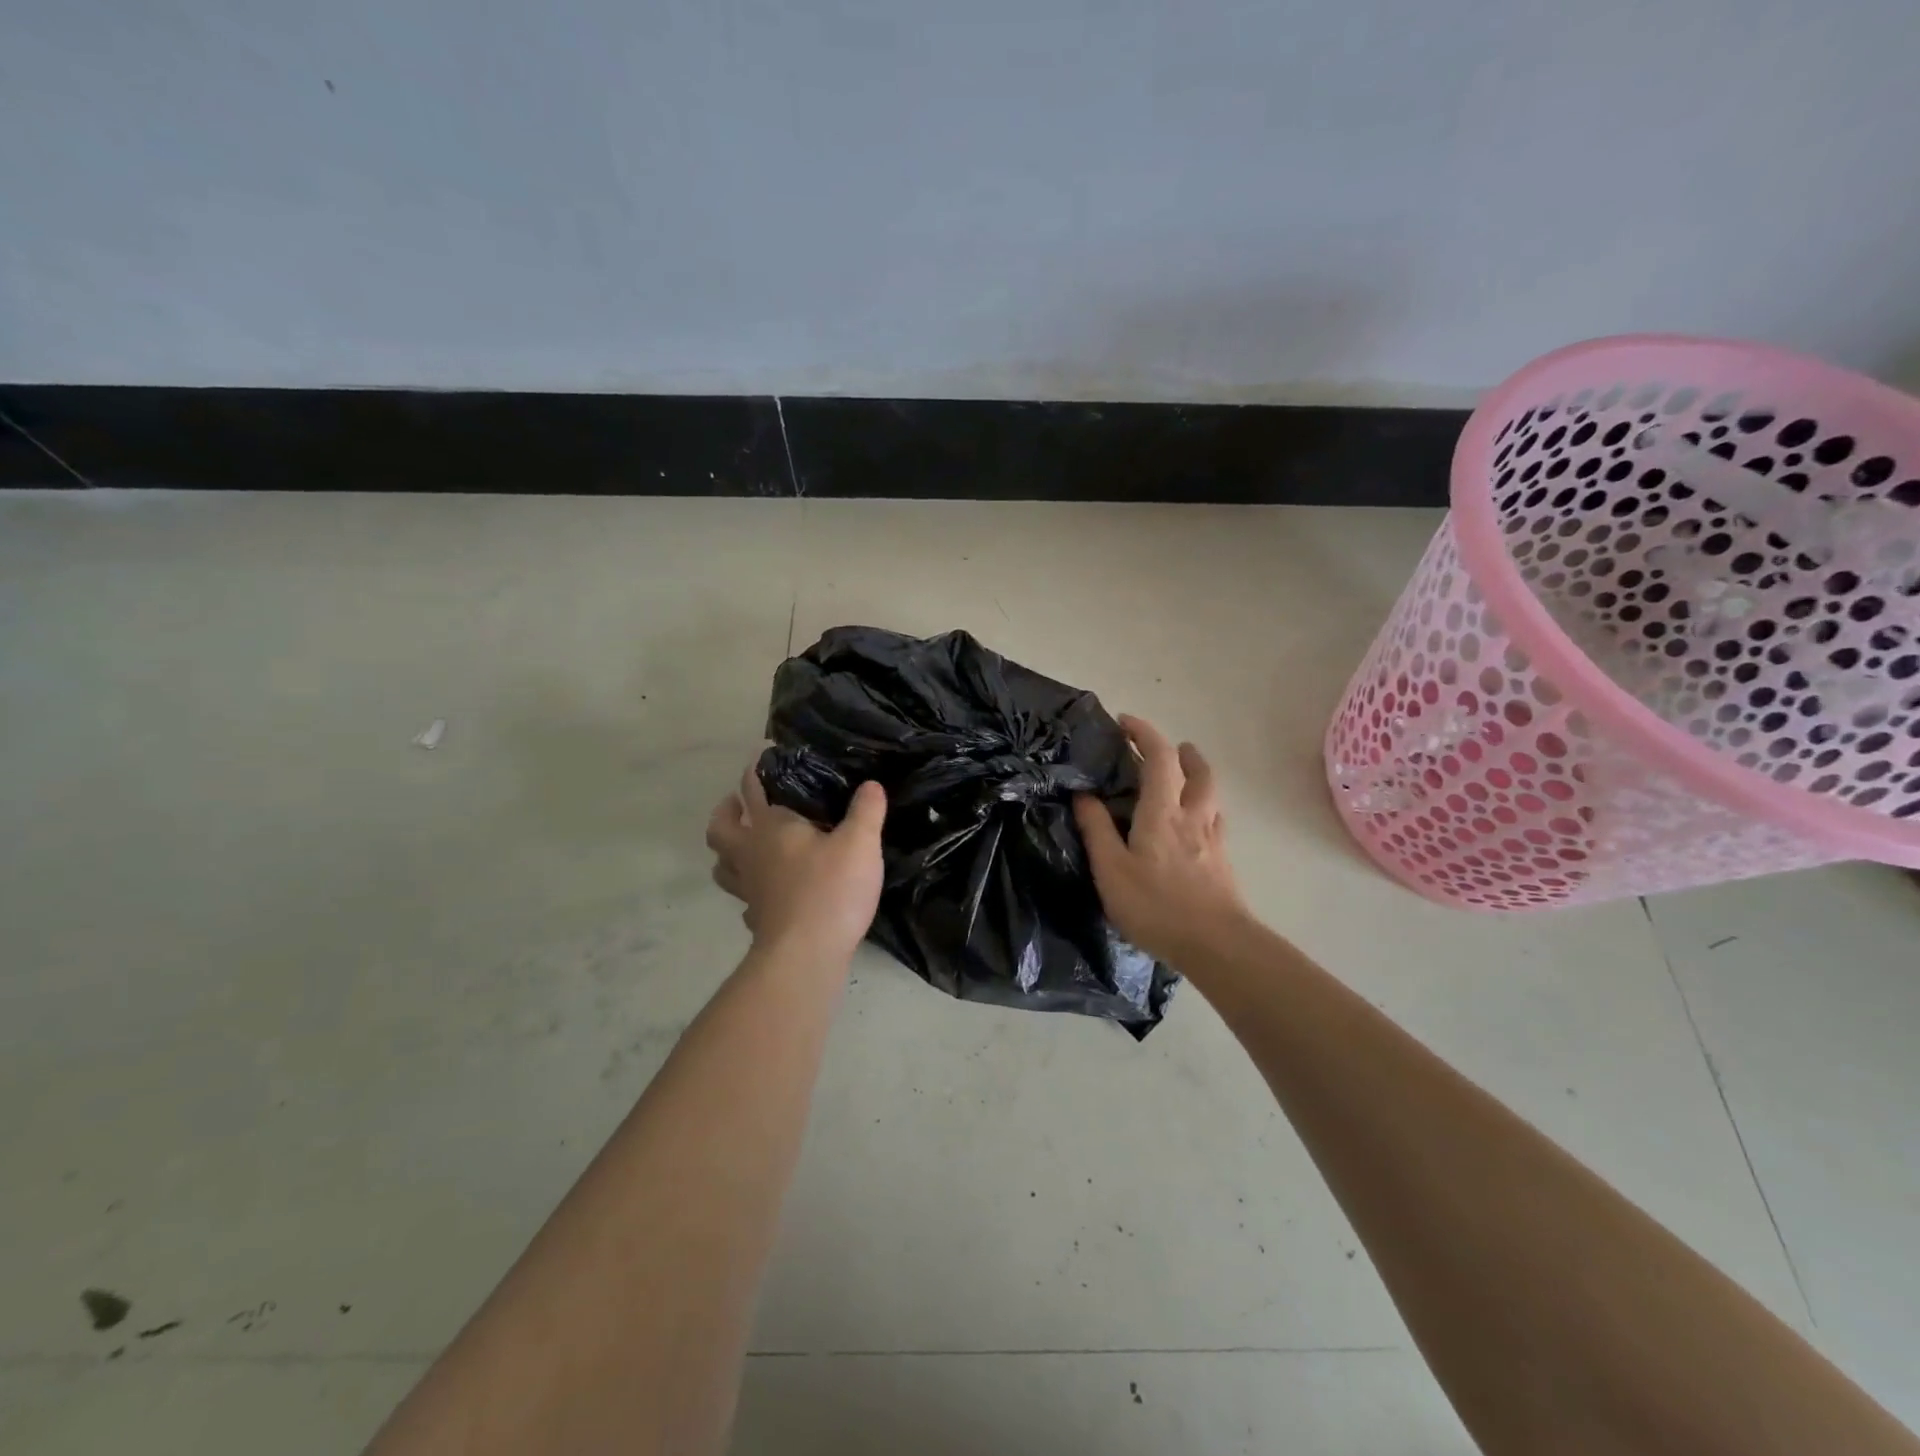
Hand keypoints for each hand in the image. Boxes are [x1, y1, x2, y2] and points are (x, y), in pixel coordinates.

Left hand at [706, 762, 886, 963]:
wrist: (806, 955)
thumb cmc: (831, 890)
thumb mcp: (860, 844)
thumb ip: (866, 811)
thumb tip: (871, 785)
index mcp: (772, 828)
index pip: (754, 790)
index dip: (755, 772)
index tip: (760, 759)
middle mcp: (751, 854)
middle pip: (721, 828)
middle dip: (726, 811)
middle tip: (738, 803)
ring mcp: (749, 889)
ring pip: (723, 865)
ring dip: (728, 852)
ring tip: (744, 846)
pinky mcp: (756, 918)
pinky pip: (744, 900)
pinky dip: (748, 892)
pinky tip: (764, 894)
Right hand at [1074, 715, 1247, 962]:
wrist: (1217, 945)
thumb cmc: (1156, 906)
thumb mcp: (1111, 870)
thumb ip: (1096, 829)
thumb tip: (1084, 794)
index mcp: (1162, 812)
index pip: (1159, 758)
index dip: (1144, 733)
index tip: (1125, 722)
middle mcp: (1192, 816)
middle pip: (1197, 770)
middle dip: (1181, 752)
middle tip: (1166, 749)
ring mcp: (1213, 839)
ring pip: (1210, 794)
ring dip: (1197, 776)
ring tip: (1182, 779)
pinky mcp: (1223, 861)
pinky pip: (1215, 820)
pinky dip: (1204, 808)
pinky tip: (1196, 824)